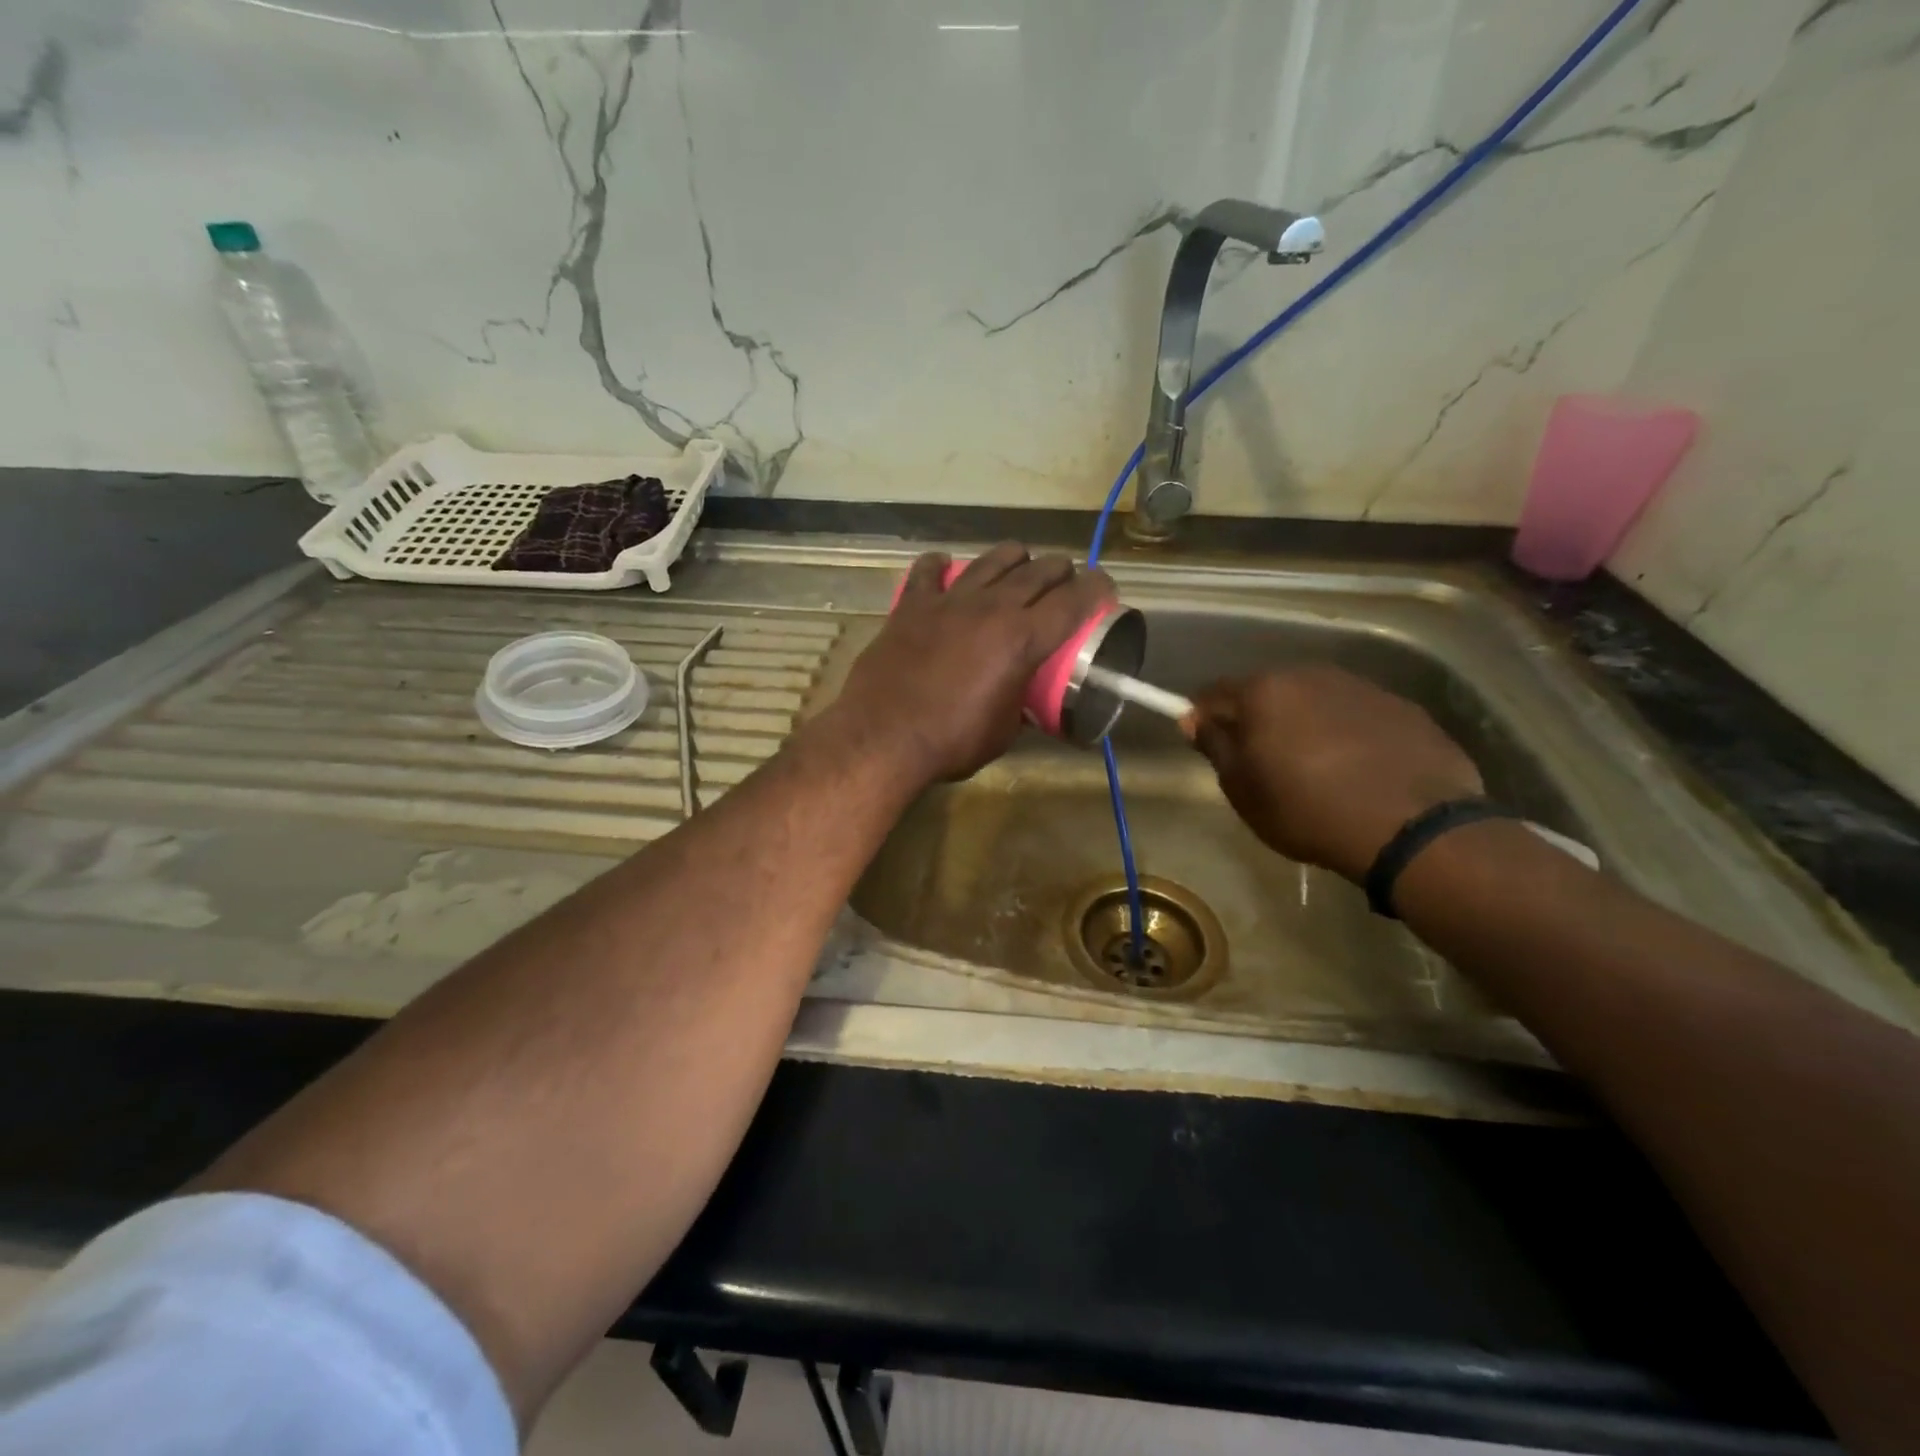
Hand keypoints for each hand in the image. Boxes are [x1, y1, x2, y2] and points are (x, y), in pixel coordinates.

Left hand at [831, 543, 1114, 785]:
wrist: (884, 738)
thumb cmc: (951, 742)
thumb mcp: (1003, 731)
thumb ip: (1019, 704)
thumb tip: (1021, 700)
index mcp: (1023, 639)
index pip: (1074, 600)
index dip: (1097, 589)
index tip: (1103, 589)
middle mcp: (992, 608)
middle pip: (1039, 571)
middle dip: (1061, 571)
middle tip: (1064, 583)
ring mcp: (950, 601)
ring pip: (993, 559)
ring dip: (1015, 559)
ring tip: (1019, 567)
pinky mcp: (913, 605)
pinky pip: (930, 570)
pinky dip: (942, 566)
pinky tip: (947, 569)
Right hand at [1187, 666, 1483, 882]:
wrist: (1412, 828)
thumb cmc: (1307, 810)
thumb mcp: (1243, 789)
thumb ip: (1215, 747)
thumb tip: (1194, 719)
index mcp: (1265, 691)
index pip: (1215, 693)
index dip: (1203, 717)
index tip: (1204, 743)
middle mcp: (1311, 675)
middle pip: (1268, 691)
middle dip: (1257, 718)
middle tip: (1260, 760)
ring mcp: (1362, 688)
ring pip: (1315, 700)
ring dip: (1304, 723)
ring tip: (1314, 767)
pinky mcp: (1403, 708)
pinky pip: (1357, 715)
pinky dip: (1347, 734)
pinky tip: (1357, 770)